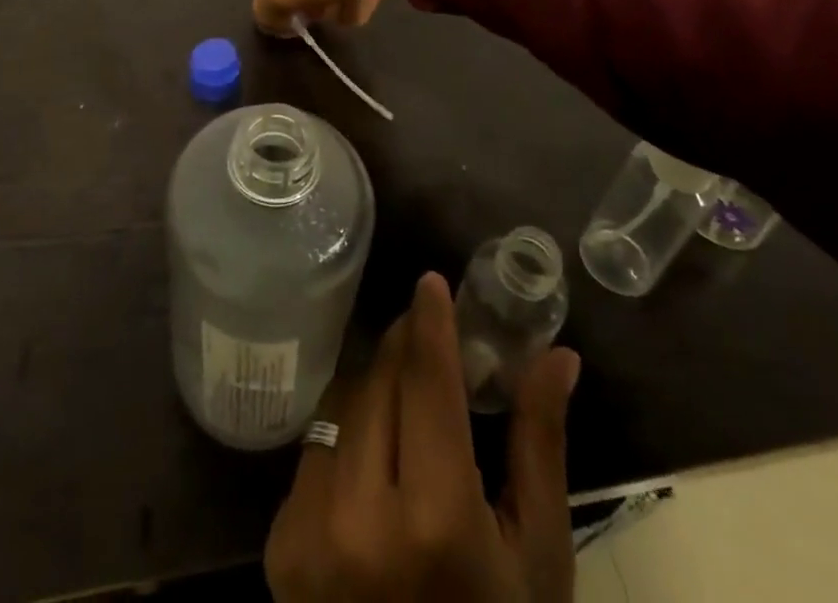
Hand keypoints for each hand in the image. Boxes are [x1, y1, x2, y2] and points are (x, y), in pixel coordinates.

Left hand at [264, 274, 580, 602]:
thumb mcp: (537, 556)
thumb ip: (539, 445)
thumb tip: (557, 356)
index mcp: (435, 522)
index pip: (425, 382)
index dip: (429, 324)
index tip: (431, 282)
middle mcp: (360, 518)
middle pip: (379, 384)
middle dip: (404, 347)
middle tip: (427, 335)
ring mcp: (310, 531)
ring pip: (343, 407)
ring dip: (374, 386)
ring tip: (405, 395)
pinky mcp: (280, 545)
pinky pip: (317, 450)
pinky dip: (347, 433)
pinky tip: (374, 452)